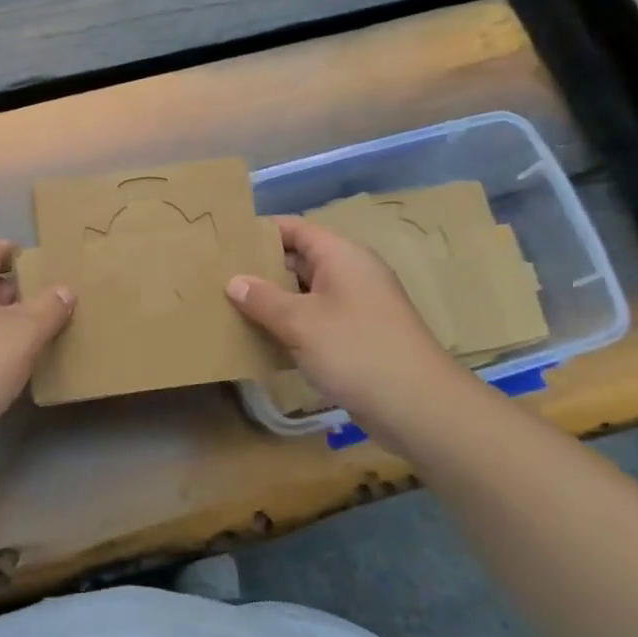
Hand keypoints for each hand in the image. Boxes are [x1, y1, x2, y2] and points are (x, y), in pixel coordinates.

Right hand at [226, 216, 468, 428]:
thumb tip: (234, 281)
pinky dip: (291, 326)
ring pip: (306, 294)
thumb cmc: (356, 351)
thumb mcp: (300, 322)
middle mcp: (351, 274)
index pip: (295, 229)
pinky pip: (316, 321)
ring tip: (231, 306)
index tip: (225, 240)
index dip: (261, 231)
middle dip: (261, 268)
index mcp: (341, 257)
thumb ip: (263, 299)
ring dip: (274, 301)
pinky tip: (262, 339)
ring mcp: (356, 307)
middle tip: (219, 276)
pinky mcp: (358, 337)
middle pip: (299, 260)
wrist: (418, 407)